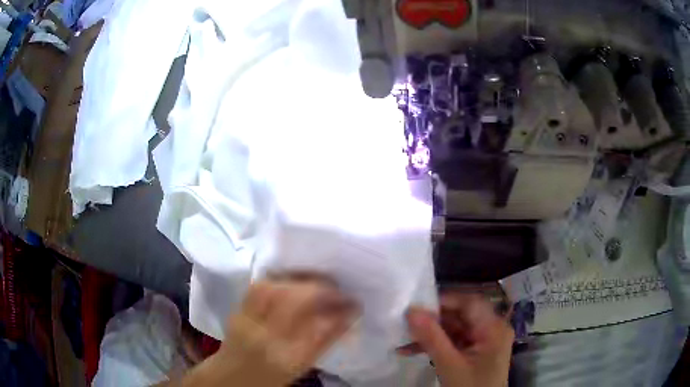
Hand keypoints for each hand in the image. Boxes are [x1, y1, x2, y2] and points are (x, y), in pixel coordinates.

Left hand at [180, 277, 358, 386]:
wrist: (233, 376)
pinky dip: (279, 278)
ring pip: (272, 288)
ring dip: (298, 279)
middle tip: (337, 288)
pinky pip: (258, 286)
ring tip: (318, 281)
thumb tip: (350, 316)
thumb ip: (326, 340)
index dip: (338, 309)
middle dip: (319, 288)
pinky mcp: (237, 309)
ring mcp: (246, 320)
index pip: (317, 326)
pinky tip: (292, 280)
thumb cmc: (272, 376)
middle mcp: (264, 337)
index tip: (355, 303)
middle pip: (291, 300)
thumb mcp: (303, 365)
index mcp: (286, 357)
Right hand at [399, 292, 513, 386]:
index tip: (417, 306)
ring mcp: (484, 342)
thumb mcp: (449, 365)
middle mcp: (492, 330)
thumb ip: (431, 338)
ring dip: (430, 335)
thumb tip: (411, 311)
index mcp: (494, 328)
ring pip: (455, 329)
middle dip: (433, 320)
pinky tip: (411, 350)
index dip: (444, 301)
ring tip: (404, 338)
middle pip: (461, 316)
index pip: (470, 303)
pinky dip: (435, 346)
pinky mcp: (475, 353)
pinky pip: (454, 342)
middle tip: (406, 323)